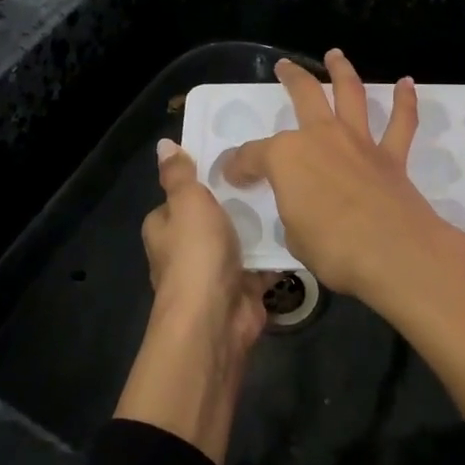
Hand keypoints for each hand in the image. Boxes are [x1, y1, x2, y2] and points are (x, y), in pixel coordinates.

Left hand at [114, 140, 267, 463]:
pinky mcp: (243, 288)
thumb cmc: (196, 254)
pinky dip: (278, 251)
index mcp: (164, 228)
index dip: (201, 179)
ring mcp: (215, 271)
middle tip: (270, 171)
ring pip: (241, 239)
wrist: (216, 320)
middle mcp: (186, 250)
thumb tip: (163, 144)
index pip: (180, 196)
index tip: (232, 158)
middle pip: (213, 216)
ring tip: (291, 192)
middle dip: (237, 200)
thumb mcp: (187, 202)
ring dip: (259, 225)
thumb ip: (179, 174)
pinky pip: (263, 262)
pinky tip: (301, 227)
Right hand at [226, 49, 464, 414]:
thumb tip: (302, 209)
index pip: (252, 156)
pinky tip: (406, 83)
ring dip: (342, 71)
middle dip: (291, 78)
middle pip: (304, 95)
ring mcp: (358, 142)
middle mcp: (321, 137)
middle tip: (284, 67)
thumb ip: (294, 213)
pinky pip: (401, 122)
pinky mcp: (391, 156)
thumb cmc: (333, 248)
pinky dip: (406, 101)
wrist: (393, 252)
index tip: (233, 175)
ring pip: (350, 94)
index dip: (239, 166)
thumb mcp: (294, 236)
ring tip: (335, 55)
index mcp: (286, 157)